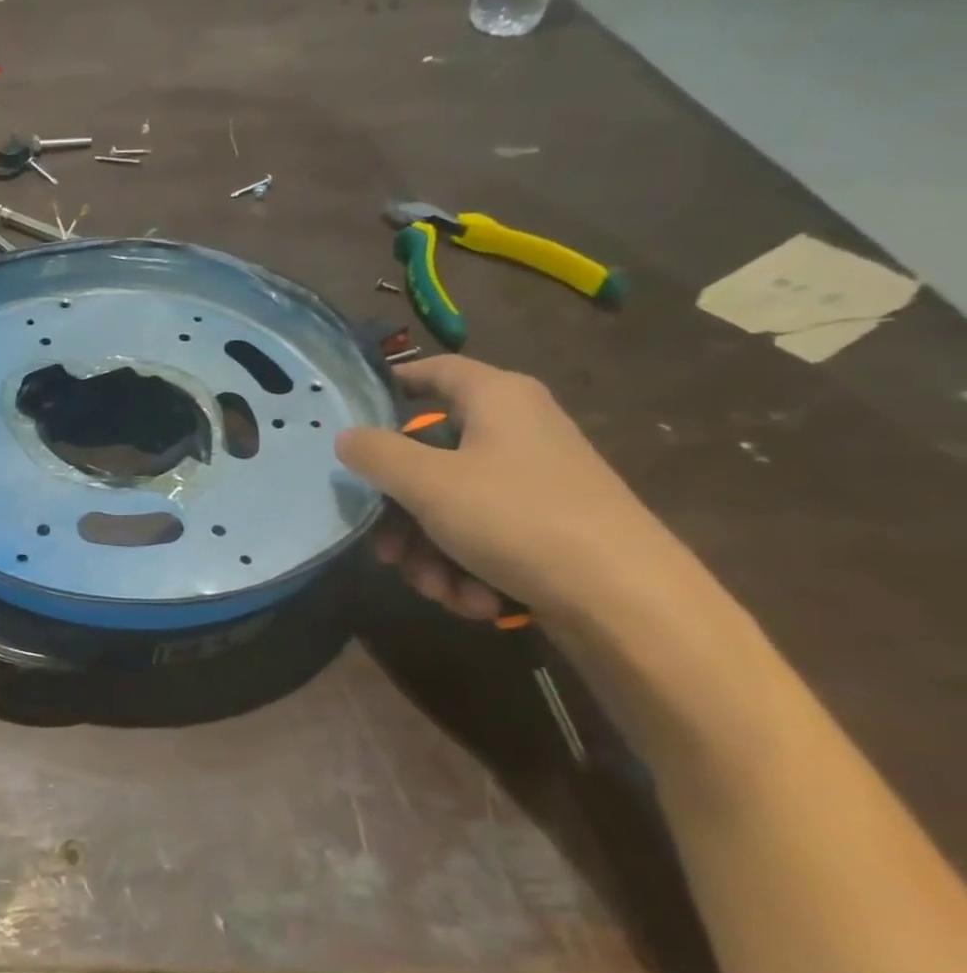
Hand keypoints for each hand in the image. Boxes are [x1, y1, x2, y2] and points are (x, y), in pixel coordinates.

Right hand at [336, 356, 686, 623]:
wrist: (626, 601)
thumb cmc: (517, 519)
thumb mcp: (428, 483)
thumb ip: (376, 455)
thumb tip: (346, 437)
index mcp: (498, 399)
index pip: (435, 371)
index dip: (392, 384)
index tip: (353, 416)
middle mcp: (518, 431)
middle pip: (432, 456)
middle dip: (400, 511)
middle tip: (384, 547)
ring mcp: (535, 482)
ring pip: (452, 506)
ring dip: (430, 551)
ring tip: (435, 587)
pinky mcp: (547, 528)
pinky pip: (485, 537)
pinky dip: (468, 568)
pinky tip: (474, 599)